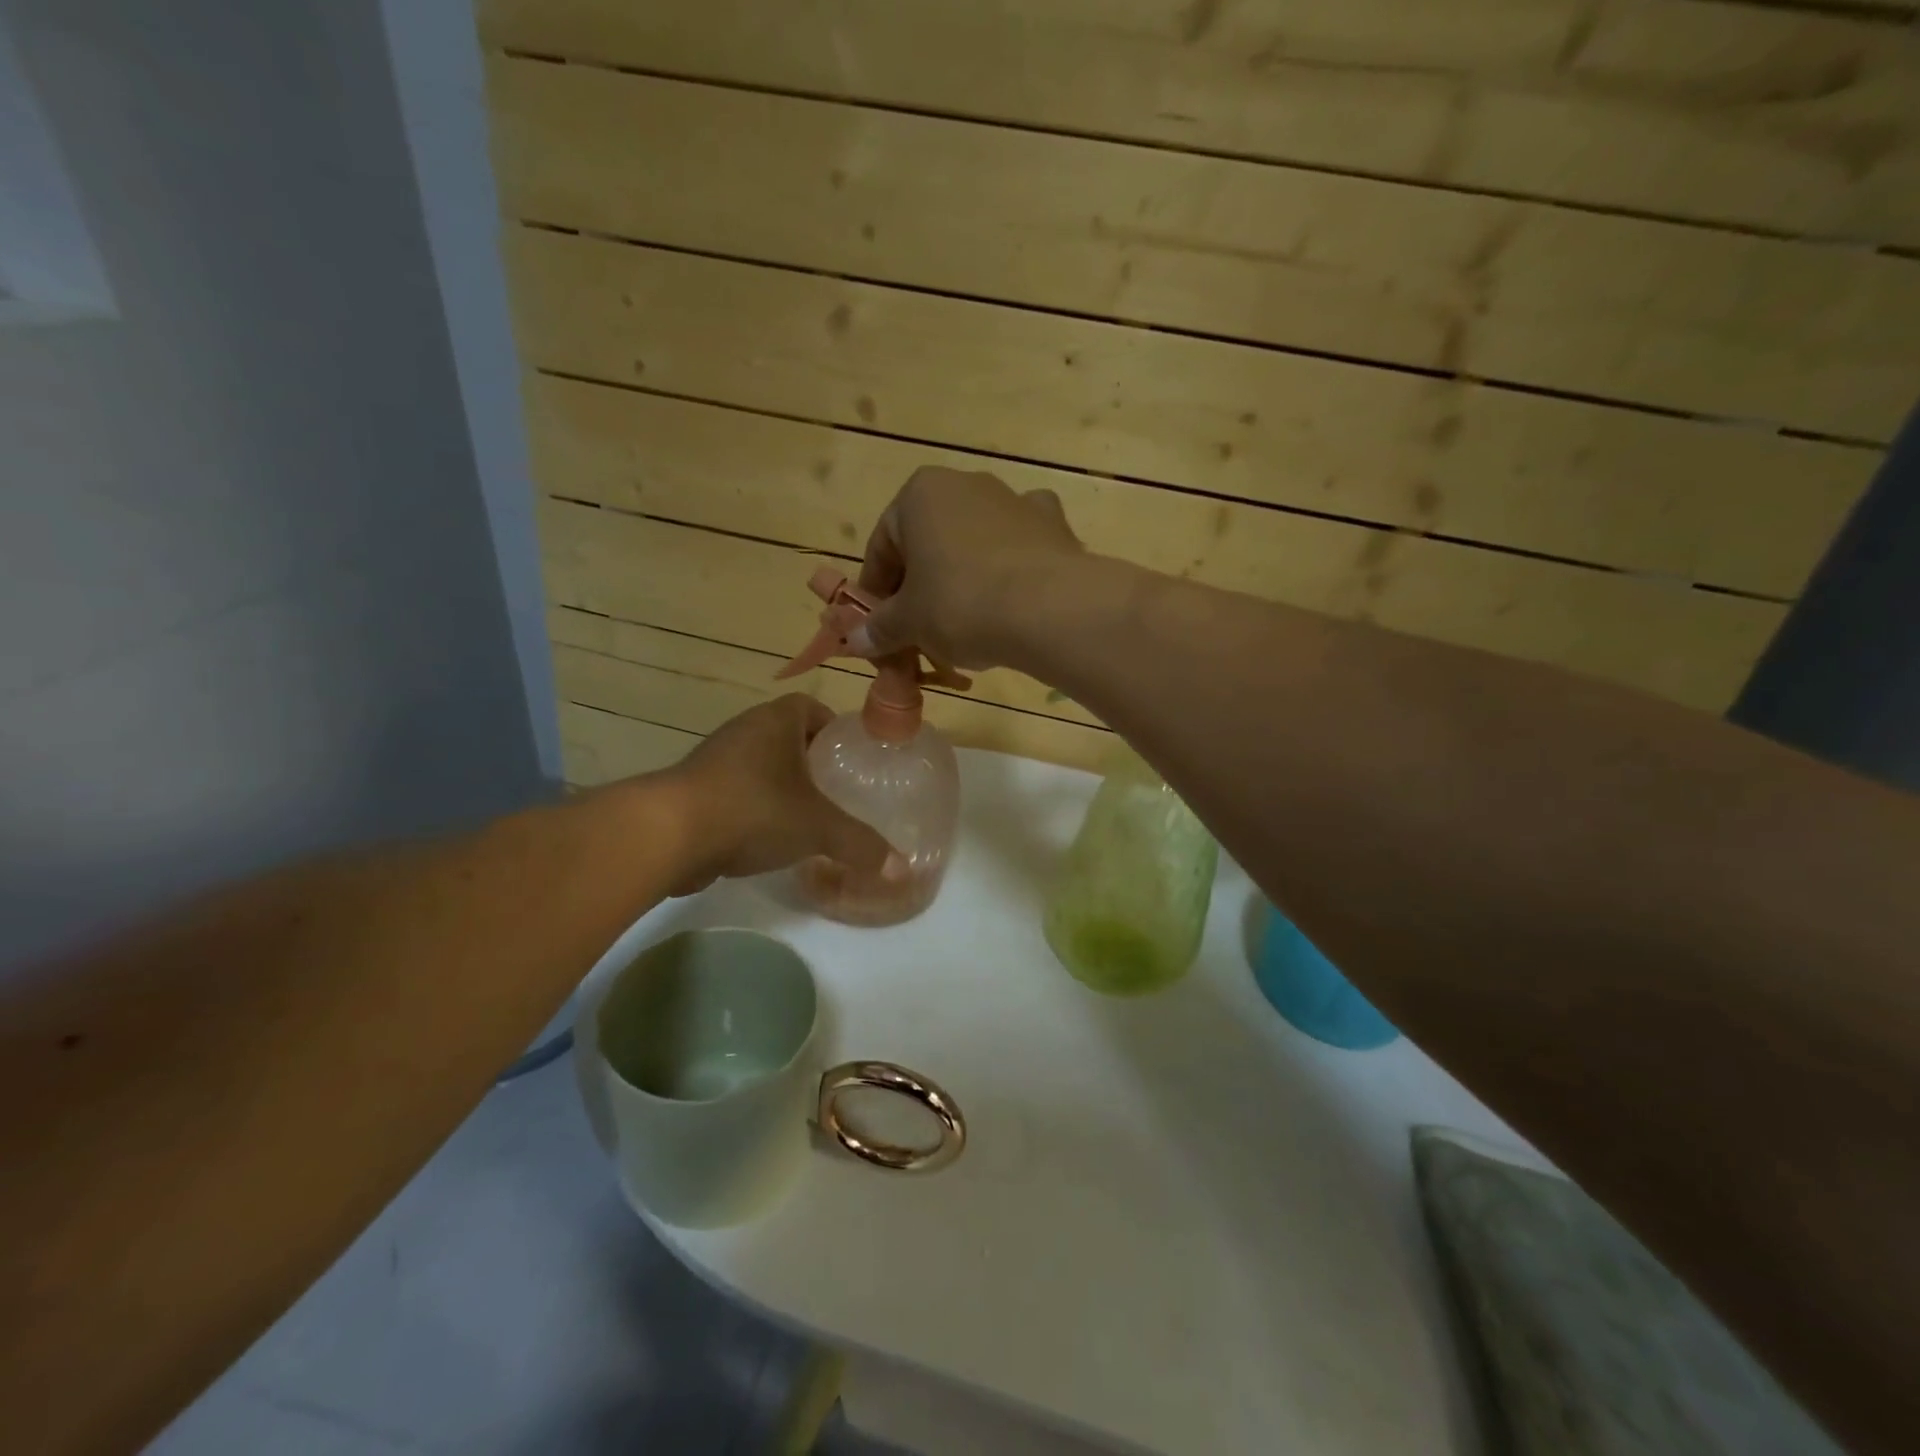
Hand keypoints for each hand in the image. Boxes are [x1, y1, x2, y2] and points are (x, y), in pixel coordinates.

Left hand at [659, 695, 891, 895]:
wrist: (667, 835)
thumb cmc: (753, 809)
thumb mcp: (818, 827)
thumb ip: (860, 844)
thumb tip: (900, 868)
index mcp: (776, 720)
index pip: (811, 707)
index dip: (833, 728)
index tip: (849, 757)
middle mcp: (744, 730)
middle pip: (786, 736)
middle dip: (810, 760)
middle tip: (836, 790)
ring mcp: (714, 759)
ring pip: (759, 765)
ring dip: (780, 785)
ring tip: (806, 816)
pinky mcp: (694, 790)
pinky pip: (735, 791)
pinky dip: (753, 807)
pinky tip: (767, 838)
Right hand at [843, 467, 1082, 670]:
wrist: (1050, 610)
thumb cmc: (961, 604)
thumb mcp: (909, 623)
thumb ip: (879, 628)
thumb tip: (856, 640)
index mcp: (921, 493)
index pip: (882, 544)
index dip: (876, 590)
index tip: (878, 626)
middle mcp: (968, 484)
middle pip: (929, 542)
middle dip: (920, 586)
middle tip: (918, 632)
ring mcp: (1016, 501)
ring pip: (973, 545)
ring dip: (961, 579)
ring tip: (964, 627)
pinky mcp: (1054, 526)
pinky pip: (1018, 550)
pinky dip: (1008, 573)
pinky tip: (1010, 604)